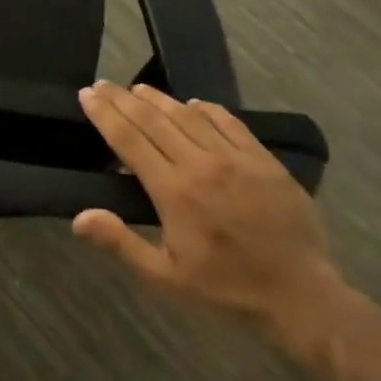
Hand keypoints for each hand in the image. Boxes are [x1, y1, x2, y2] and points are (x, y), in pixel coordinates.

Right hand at [74, 83, 339, 331]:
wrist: (300, 296)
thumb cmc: (224, 289)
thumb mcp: (165, 277)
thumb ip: (121, 243)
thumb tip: (80, 217)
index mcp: (174, 192)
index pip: (129, 140)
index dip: (105, 115)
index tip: (86, 95)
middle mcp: (202, 165)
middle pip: (154, 120)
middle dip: (123, 99)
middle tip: (102, 84)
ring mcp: (236, 159)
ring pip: (189, 116)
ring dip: (159, 99)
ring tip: (137, 88)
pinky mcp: (265, 161)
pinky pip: (230, 124)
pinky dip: (207, 109)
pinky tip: (193, 104)